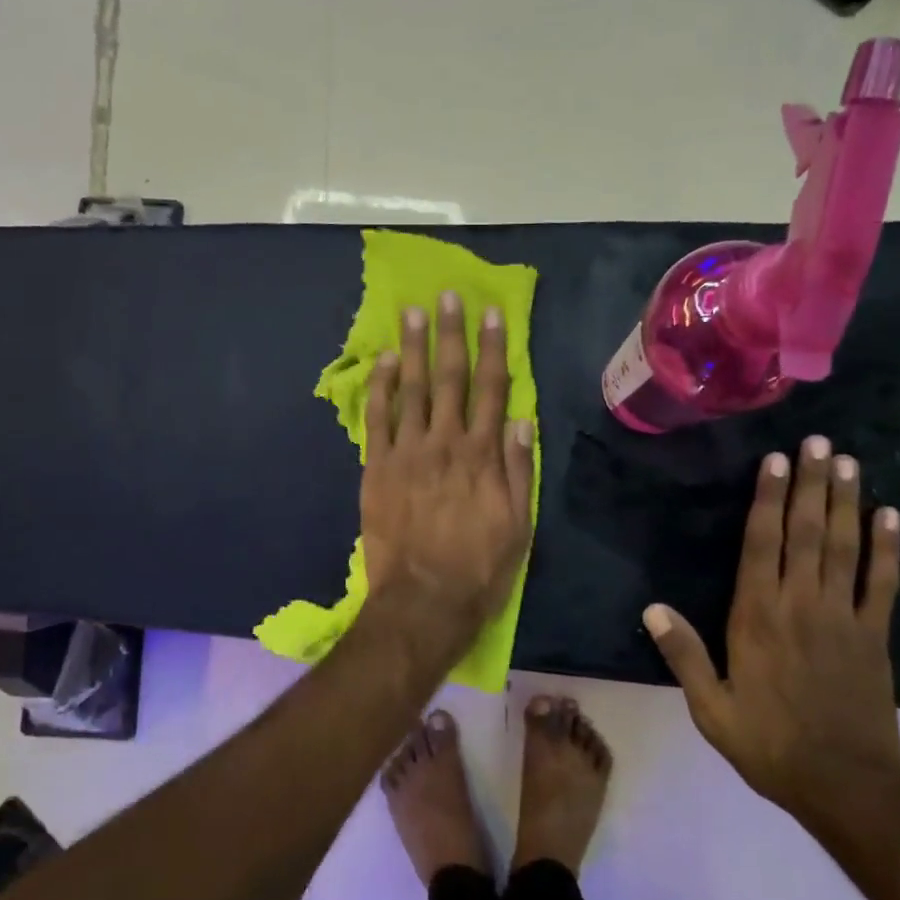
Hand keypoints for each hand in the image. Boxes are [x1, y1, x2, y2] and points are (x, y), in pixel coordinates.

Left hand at [362, 291, 535, 627]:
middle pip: (448, 378)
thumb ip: (520, 470)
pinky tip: (381, 362)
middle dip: (449, 334)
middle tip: (446, 297)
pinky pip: (377, 419)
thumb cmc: (479, 568)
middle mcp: (445, 443)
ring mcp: (406, 453)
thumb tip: (523, 421)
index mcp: (483, 455)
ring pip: (410, 389)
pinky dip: (379, 387)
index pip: (492, 389)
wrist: (423, 601)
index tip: (491, 314)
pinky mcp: (376, 468)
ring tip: (412, 313)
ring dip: (410, 348)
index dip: (493, 348)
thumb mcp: (519, 525)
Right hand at [642, 435, 899, 820]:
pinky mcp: (875, 636)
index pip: (761, 544)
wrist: (846, 788)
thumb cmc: (769, 745)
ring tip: (847, 461)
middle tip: (817, 442)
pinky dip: (887, 548)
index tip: (774, 461)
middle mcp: (800, 605)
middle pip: (806, 532)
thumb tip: (651, 608)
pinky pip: (883, 583)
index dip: (767, 499)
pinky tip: (890, 515)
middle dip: (809, 484)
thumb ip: (683, 654)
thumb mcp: (711, 707)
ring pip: (844, 547)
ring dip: (845, 501)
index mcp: (756, 618)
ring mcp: (843, 617)